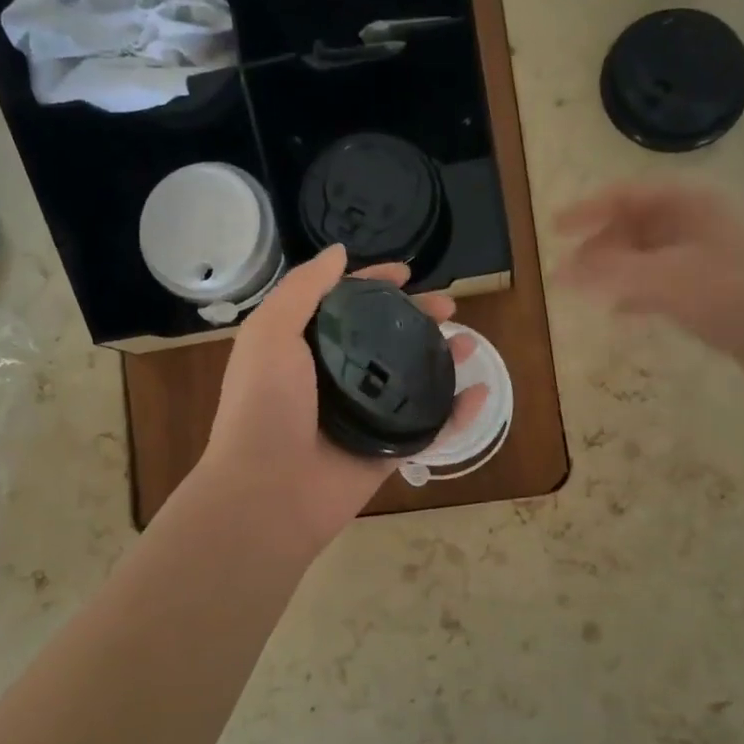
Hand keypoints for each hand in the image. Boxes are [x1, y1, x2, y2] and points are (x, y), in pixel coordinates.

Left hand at [196, 245, 489, 554]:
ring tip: (468, 342)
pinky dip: (457, 412)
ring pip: (412, 379)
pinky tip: (479, 392)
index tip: (407, 273)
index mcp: (306, 349)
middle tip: (447, 305)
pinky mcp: (387, 452)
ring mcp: (364, 416)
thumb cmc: (265, 405)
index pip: (347, 305)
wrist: (268, 491)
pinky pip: (429, 427)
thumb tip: (340, 252)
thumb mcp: (271, 332)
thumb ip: (304, 289)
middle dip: (417, 318)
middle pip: (386, 339)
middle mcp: (337, 378)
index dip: (375, 285)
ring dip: (442, 358)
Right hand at [554, 181, 743, 395]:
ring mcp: (708, 256)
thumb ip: (610, 273)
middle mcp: (699, 222)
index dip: (587, 210)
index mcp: (690, 204)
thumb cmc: (735, 297)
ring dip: (615, 271)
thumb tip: (561, 273)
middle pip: (635, 224)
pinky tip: (622, 313)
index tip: (553, 230)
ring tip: (587, 294)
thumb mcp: (666, 280)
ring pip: (647, 255)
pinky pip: (663, 282)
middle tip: (568, 274)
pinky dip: (637, 293)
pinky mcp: (714, 289)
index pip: (626, 195)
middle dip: (598, 246)